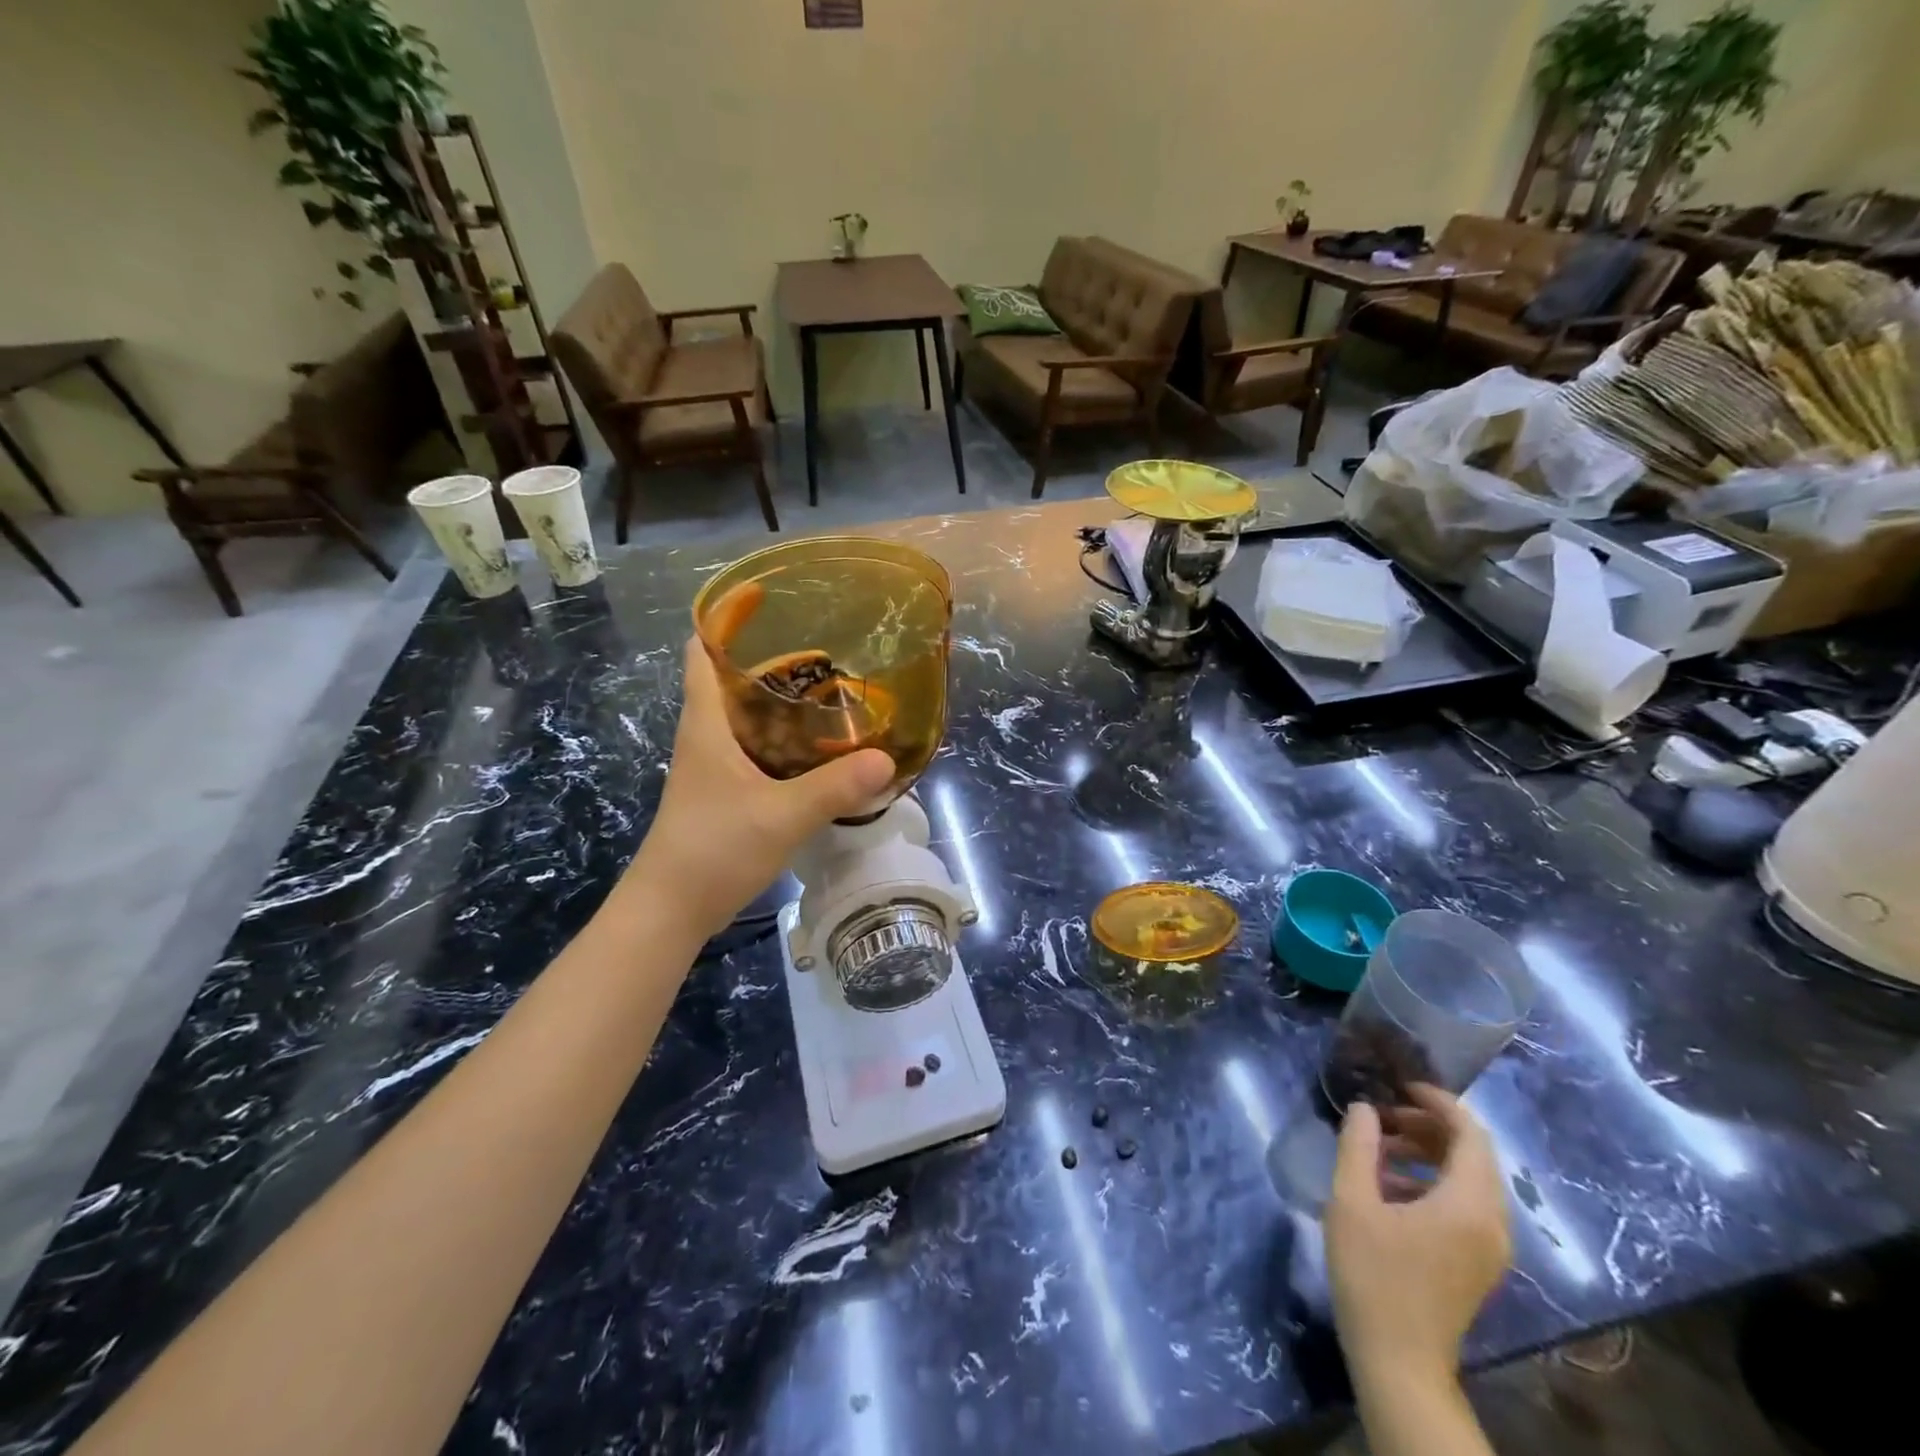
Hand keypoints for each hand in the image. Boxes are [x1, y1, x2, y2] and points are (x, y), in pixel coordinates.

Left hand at [623, 640, 893, 940]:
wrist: (670, 910)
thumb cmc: (713, 849)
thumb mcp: (781, 815)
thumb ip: (834, 787)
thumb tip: (886, 758)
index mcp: (707, 724)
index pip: (703, 654)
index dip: (725, 622)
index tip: (767, 603)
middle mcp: (706, 736)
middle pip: (732, 681)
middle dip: (772, 662)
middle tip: (825, 651)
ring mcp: (714, 767)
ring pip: (747, 718)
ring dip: (781, 703)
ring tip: (831, 692)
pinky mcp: (725, 793)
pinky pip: (756, 750)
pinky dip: (783, 740)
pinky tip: (817, 749)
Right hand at [1325, 1086, 1509, 1386]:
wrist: (1398, 1359)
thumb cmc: (1373, 1274)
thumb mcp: (1352, 1201)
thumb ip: (1357, 1146)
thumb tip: (1363, 1109)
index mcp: (1468, 1204)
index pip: (1471, 1134)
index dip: (1438, 1101)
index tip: (1400, 1084)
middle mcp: (1492, 1222)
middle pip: (1474, 1155)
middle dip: (1429, 1125)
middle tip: (1383, 1116)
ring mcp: (1489, 1247)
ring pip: (1470, 1180)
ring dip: (1429, 1153)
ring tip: (1380, 1147)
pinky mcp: (1478, 1262)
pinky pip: (1466, 1204)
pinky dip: (1434, 1181)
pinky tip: (1389, 1186)